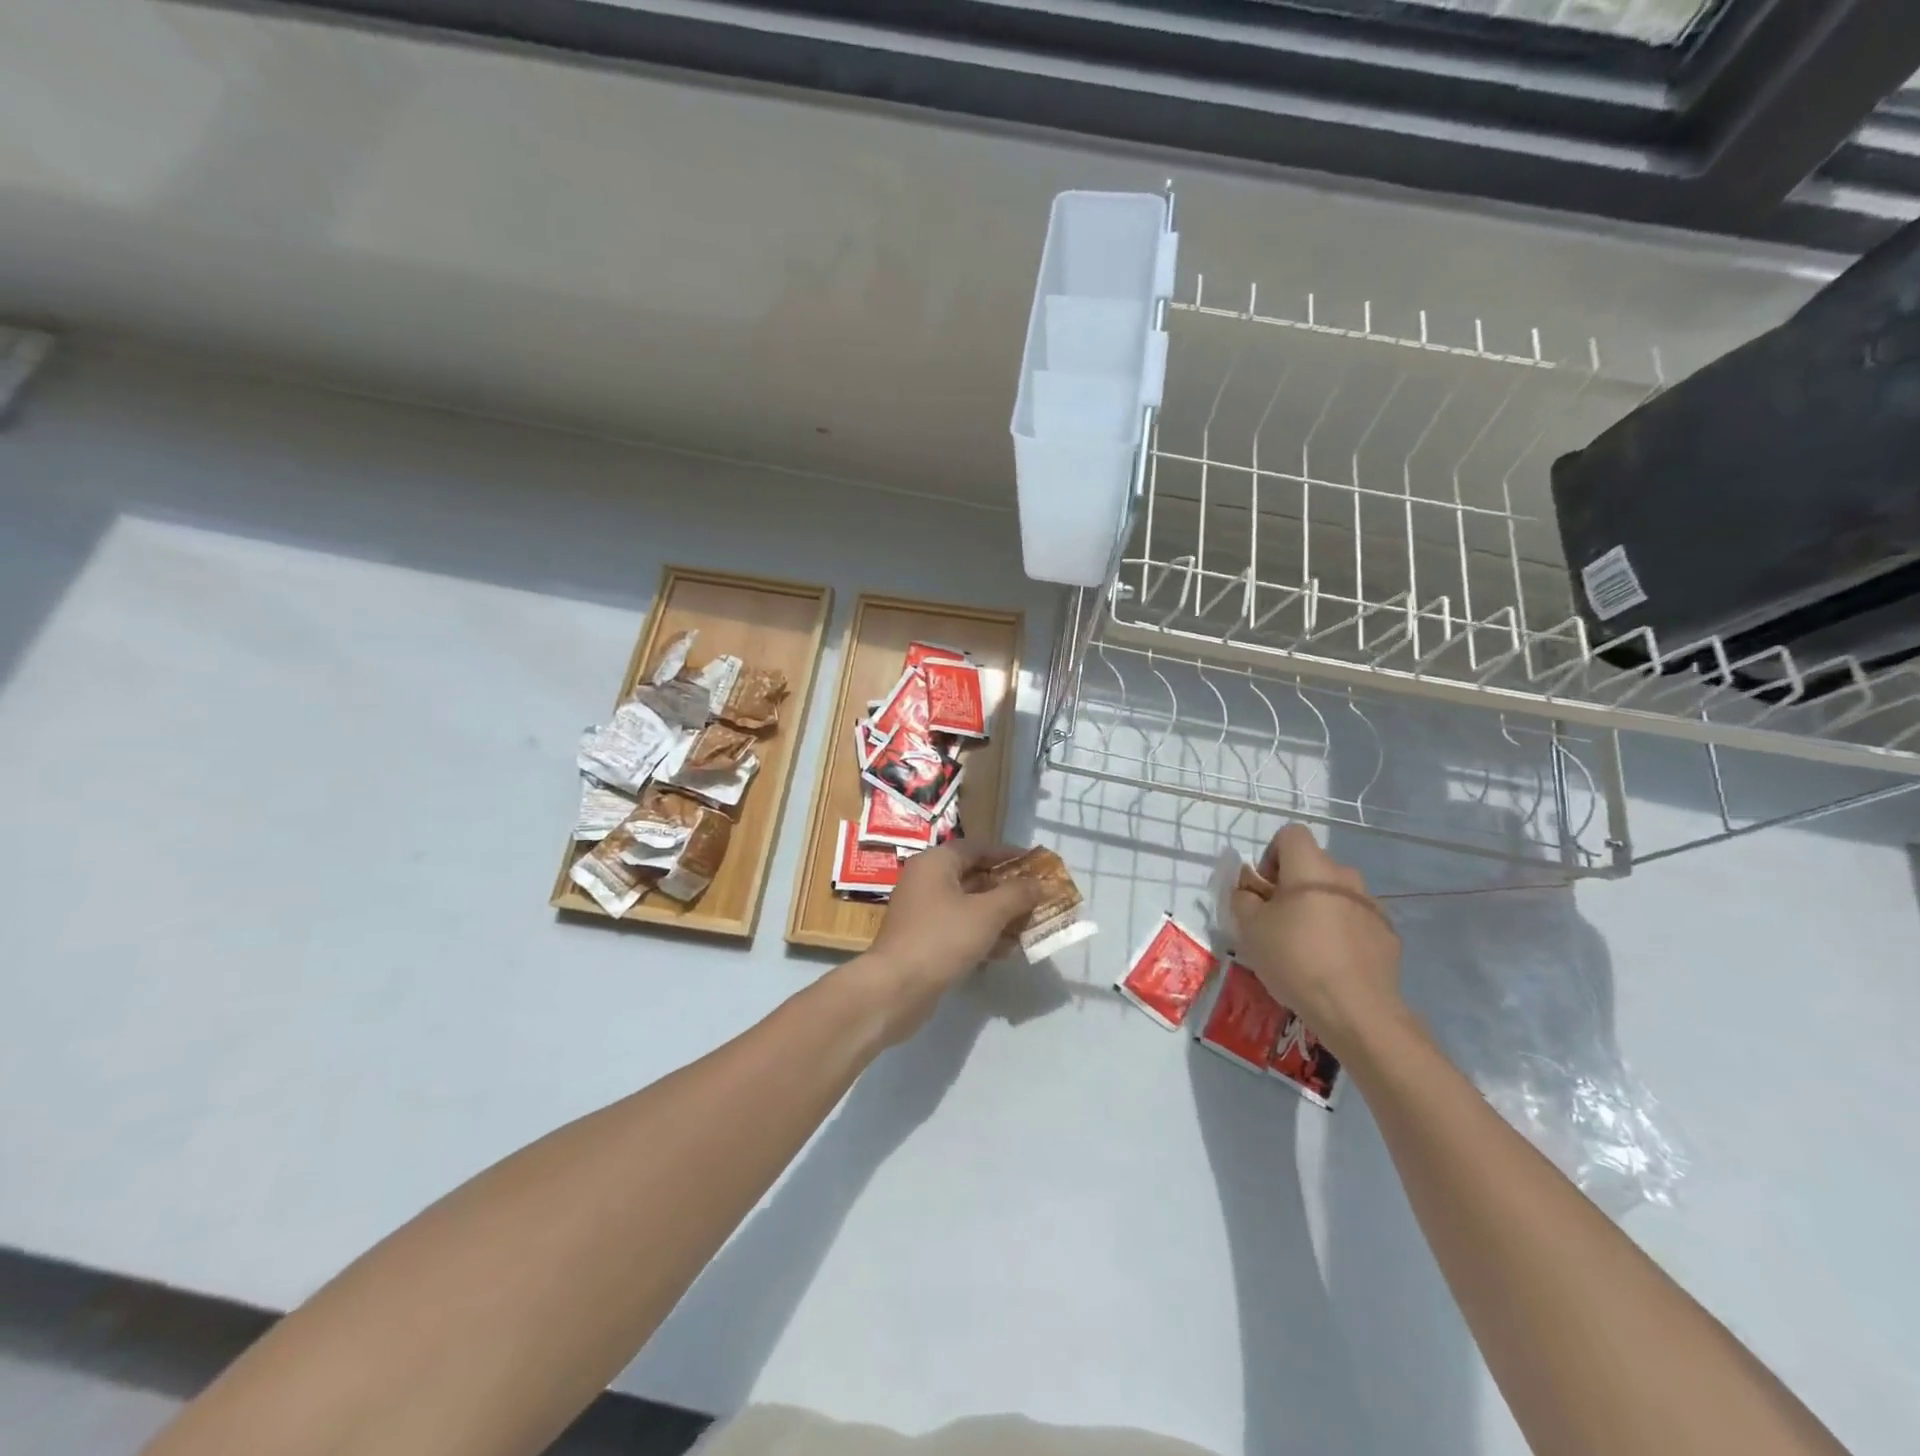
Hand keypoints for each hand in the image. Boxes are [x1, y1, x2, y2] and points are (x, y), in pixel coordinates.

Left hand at [856, 841, 1043, 1044]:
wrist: (895, 988)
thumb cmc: (942, 938)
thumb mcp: (987, 913)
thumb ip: (1016, 894)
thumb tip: (1038, 883)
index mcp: (936, 862)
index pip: (978, 848)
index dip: (1009, 855)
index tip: (1037, 864)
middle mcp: (926, 881)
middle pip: (974, 876)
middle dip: (1008, 889)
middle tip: (1038, 898)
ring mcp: (922, 911)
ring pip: (969, 905)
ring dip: (999, 915)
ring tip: (1030, 926)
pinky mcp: (923, 939)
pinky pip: (959, 928)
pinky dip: (982, 934)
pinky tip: (1006, 951)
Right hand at [1230, 825, 1401, 1057]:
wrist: (1356, 1010)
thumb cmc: (1295, 959)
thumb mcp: (1249, 928)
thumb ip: (1243, 898)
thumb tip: (1249, 889)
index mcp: (1311, 867)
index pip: (1291, 834)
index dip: (1272, 855)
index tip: (1265, 890)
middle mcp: (1345, 877)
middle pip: (1314, 866)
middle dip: (1294, 886)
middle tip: (1278, 921)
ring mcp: (1372, 906)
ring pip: (1336, 894)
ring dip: (1319, 908)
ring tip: (1306, 946)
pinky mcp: (1387, 935)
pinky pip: (1356, 921)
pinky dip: (1341, 932)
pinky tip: (1331, 964)